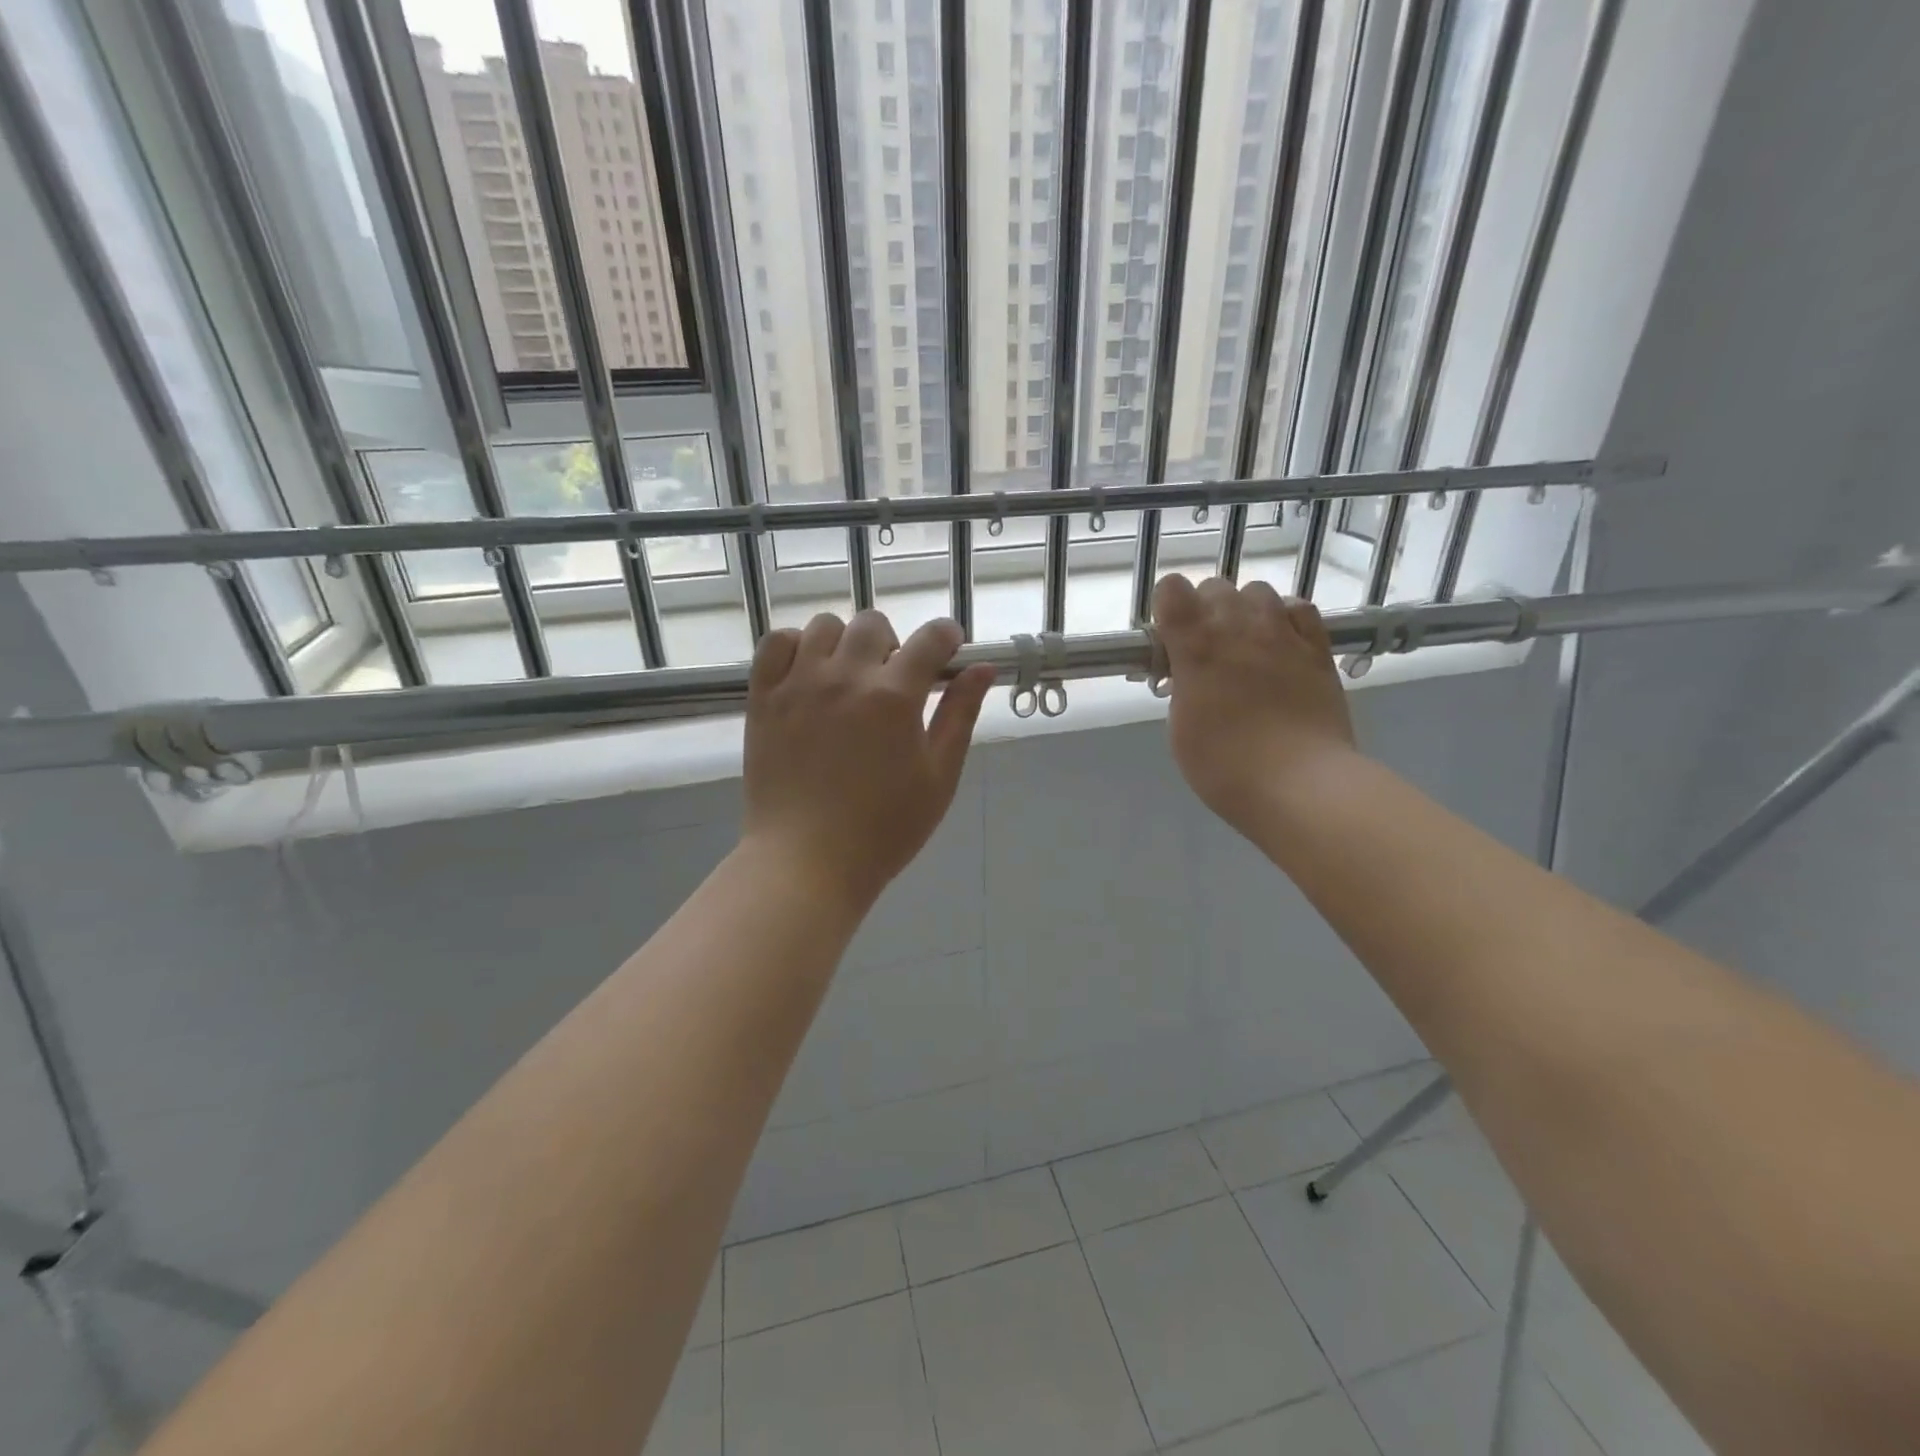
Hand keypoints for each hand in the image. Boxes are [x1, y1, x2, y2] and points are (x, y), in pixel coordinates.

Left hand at [742, 610, 995, 908]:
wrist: (807, 861)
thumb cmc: (884, 829)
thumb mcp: (938, 777)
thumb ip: (960, 715)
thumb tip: (982, 668)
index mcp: (895, 697)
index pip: (930, 638)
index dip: (947, 636)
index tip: (948, 648)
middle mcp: (846, 677)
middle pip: (875, 624)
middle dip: (895, 644)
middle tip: (893, 683)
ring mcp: (799, 684)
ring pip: (826, 625)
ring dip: (846, 643)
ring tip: (848, 679)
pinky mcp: (764, 697)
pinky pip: (777, 642)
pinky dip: (797, 647)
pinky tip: (808, 676)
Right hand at [1152, 575, 1356, 836]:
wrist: (1300, 783)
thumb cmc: (1225, 766)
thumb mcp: (1180, 729)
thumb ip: (1182, 688)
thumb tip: (1190, 674)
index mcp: (1196, 645)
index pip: (1172, 589)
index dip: (1167, 608)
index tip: (1168, 639)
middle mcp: (1238, 625)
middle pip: (1215, 586)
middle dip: (1203, 610)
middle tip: (1204, 651)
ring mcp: (1283, 633)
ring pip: (1258, 591)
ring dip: (1244, 610)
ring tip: (1245, 645)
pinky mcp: (1317, 647)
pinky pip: (1299, 609)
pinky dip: (1285, 618)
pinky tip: (1281, 643)